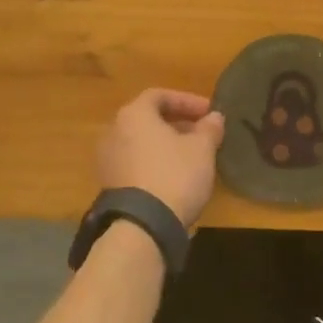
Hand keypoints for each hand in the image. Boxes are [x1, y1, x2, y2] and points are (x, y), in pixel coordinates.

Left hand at [97, 89, 224, 227]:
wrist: (142, 227)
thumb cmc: (174, 175)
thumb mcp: (202, 149)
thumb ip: (209, 128)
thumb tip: (215, 117)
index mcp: (134, 114)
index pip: (160, 95)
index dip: (187, 101)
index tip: (209, 113)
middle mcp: (114, 130)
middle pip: (148, 119)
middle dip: (178, 123)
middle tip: (203, 133)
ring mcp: (108, 159)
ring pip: (141, 142)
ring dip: (166, 144)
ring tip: (192, 156)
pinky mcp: (109, 184)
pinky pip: (135, 163)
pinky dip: (154, 163)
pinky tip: (175, 177)